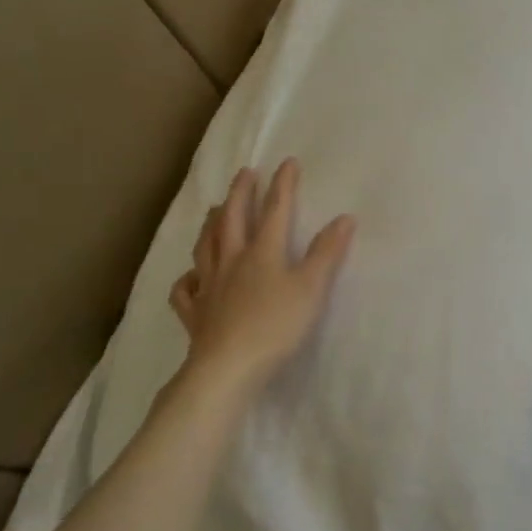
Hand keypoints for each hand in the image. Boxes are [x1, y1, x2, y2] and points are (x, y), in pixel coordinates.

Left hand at [166, 159, 354, 396]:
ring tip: (214, 210)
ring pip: (206, 247)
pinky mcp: (195, 314)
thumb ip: (327, 253)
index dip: (283, 185)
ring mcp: (209, 287)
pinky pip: (186, 290)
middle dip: (241, 194)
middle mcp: (232, 262)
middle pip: (233, 220)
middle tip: (245, 173)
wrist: (228, 368)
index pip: (275, 210)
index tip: (287, 162)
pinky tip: (191, 277)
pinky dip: (187, 278)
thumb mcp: (311, 288)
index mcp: (263, 252)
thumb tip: (345, 218)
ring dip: (212, 224)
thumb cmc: (276, 326)